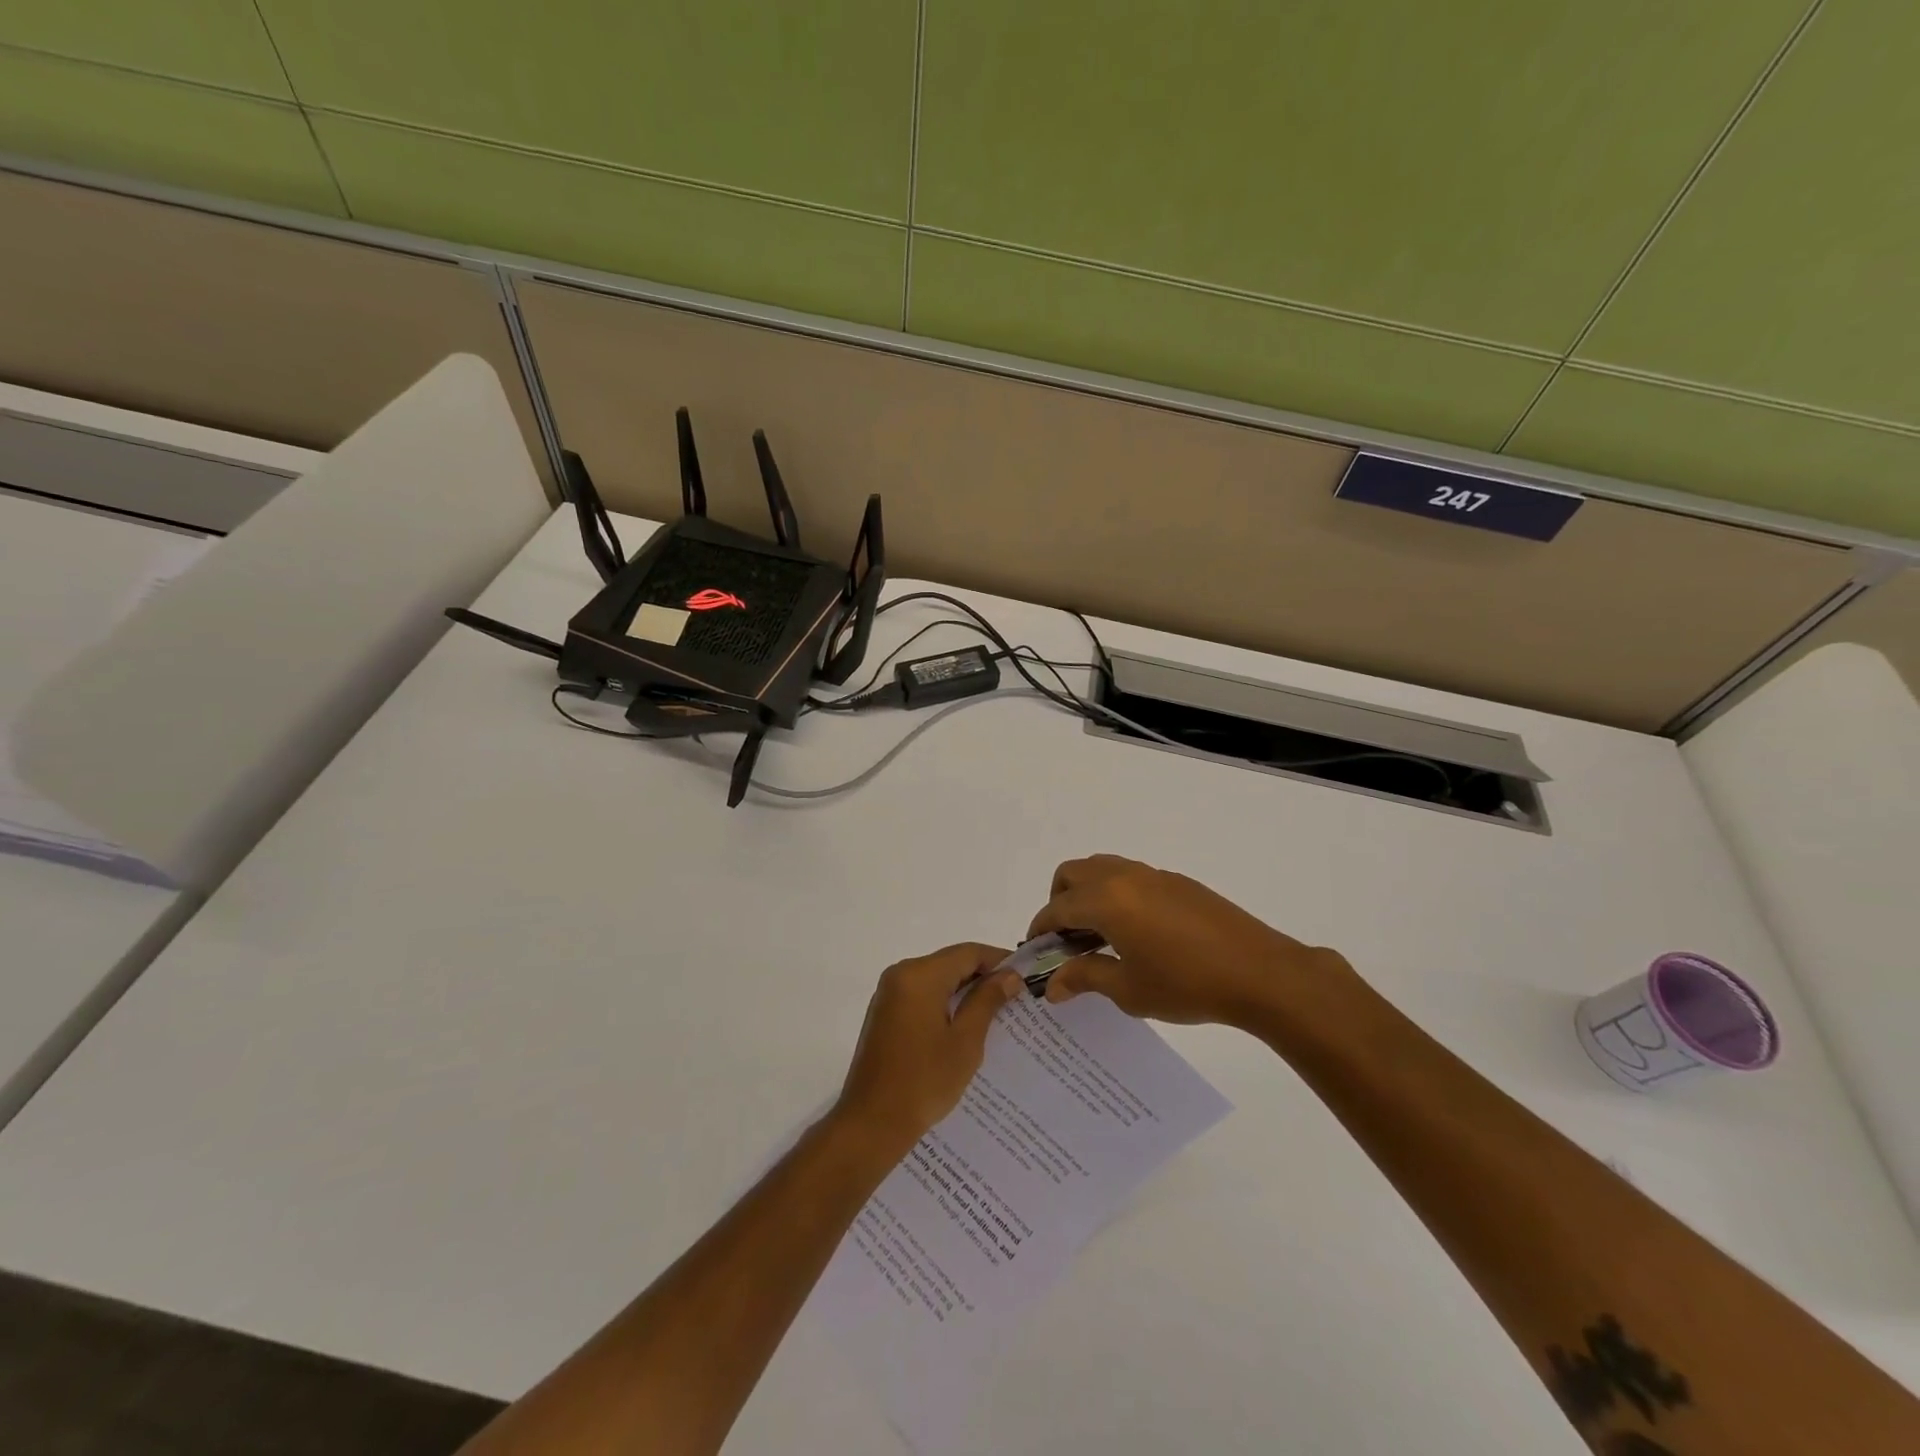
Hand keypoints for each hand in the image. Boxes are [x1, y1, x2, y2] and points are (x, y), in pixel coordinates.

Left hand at [833, 944, 1020, 1156]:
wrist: (871, 1124)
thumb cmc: (923, 1082)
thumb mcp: (965, 1041)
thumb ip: (987, 1001)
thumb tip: (1010, 976)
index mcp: (919, 975)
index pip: (968, 952)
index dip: (999, 961)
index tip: (1026, 977)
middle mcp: (900, 974)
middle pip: (951, 962)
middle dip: (983, 976)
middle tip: (1016, 997)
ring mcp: (889, 993)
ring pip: (937, 979)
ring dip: (965, 991)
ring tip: (997, 1012)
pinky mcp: (885, 1013)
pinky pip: (922, 995)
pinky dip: (945, 1002)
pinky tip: (966, 1025)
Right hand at [1030, 854, 1353, 1029]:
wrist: (1259, 972)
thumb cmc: (1186, 984)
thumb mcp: (1129, 989)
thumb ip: (1085, 977)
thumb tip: (1052, 984)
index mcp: (1106, 900)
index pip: (1057, 907)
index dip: (1040, 929)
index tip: (1035, 952)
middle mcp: (1124, 877)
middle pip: (1073, 874)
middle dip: (1059, 902)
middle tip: (1067, 941)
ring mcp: (1153, 874)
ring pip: (1102, 869)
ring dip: (1088, 894)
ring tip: (1099, 936)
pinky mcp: (1177, 882)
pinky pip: (1130, 877)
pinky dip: (1116, 895)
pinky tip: (1135, 933)